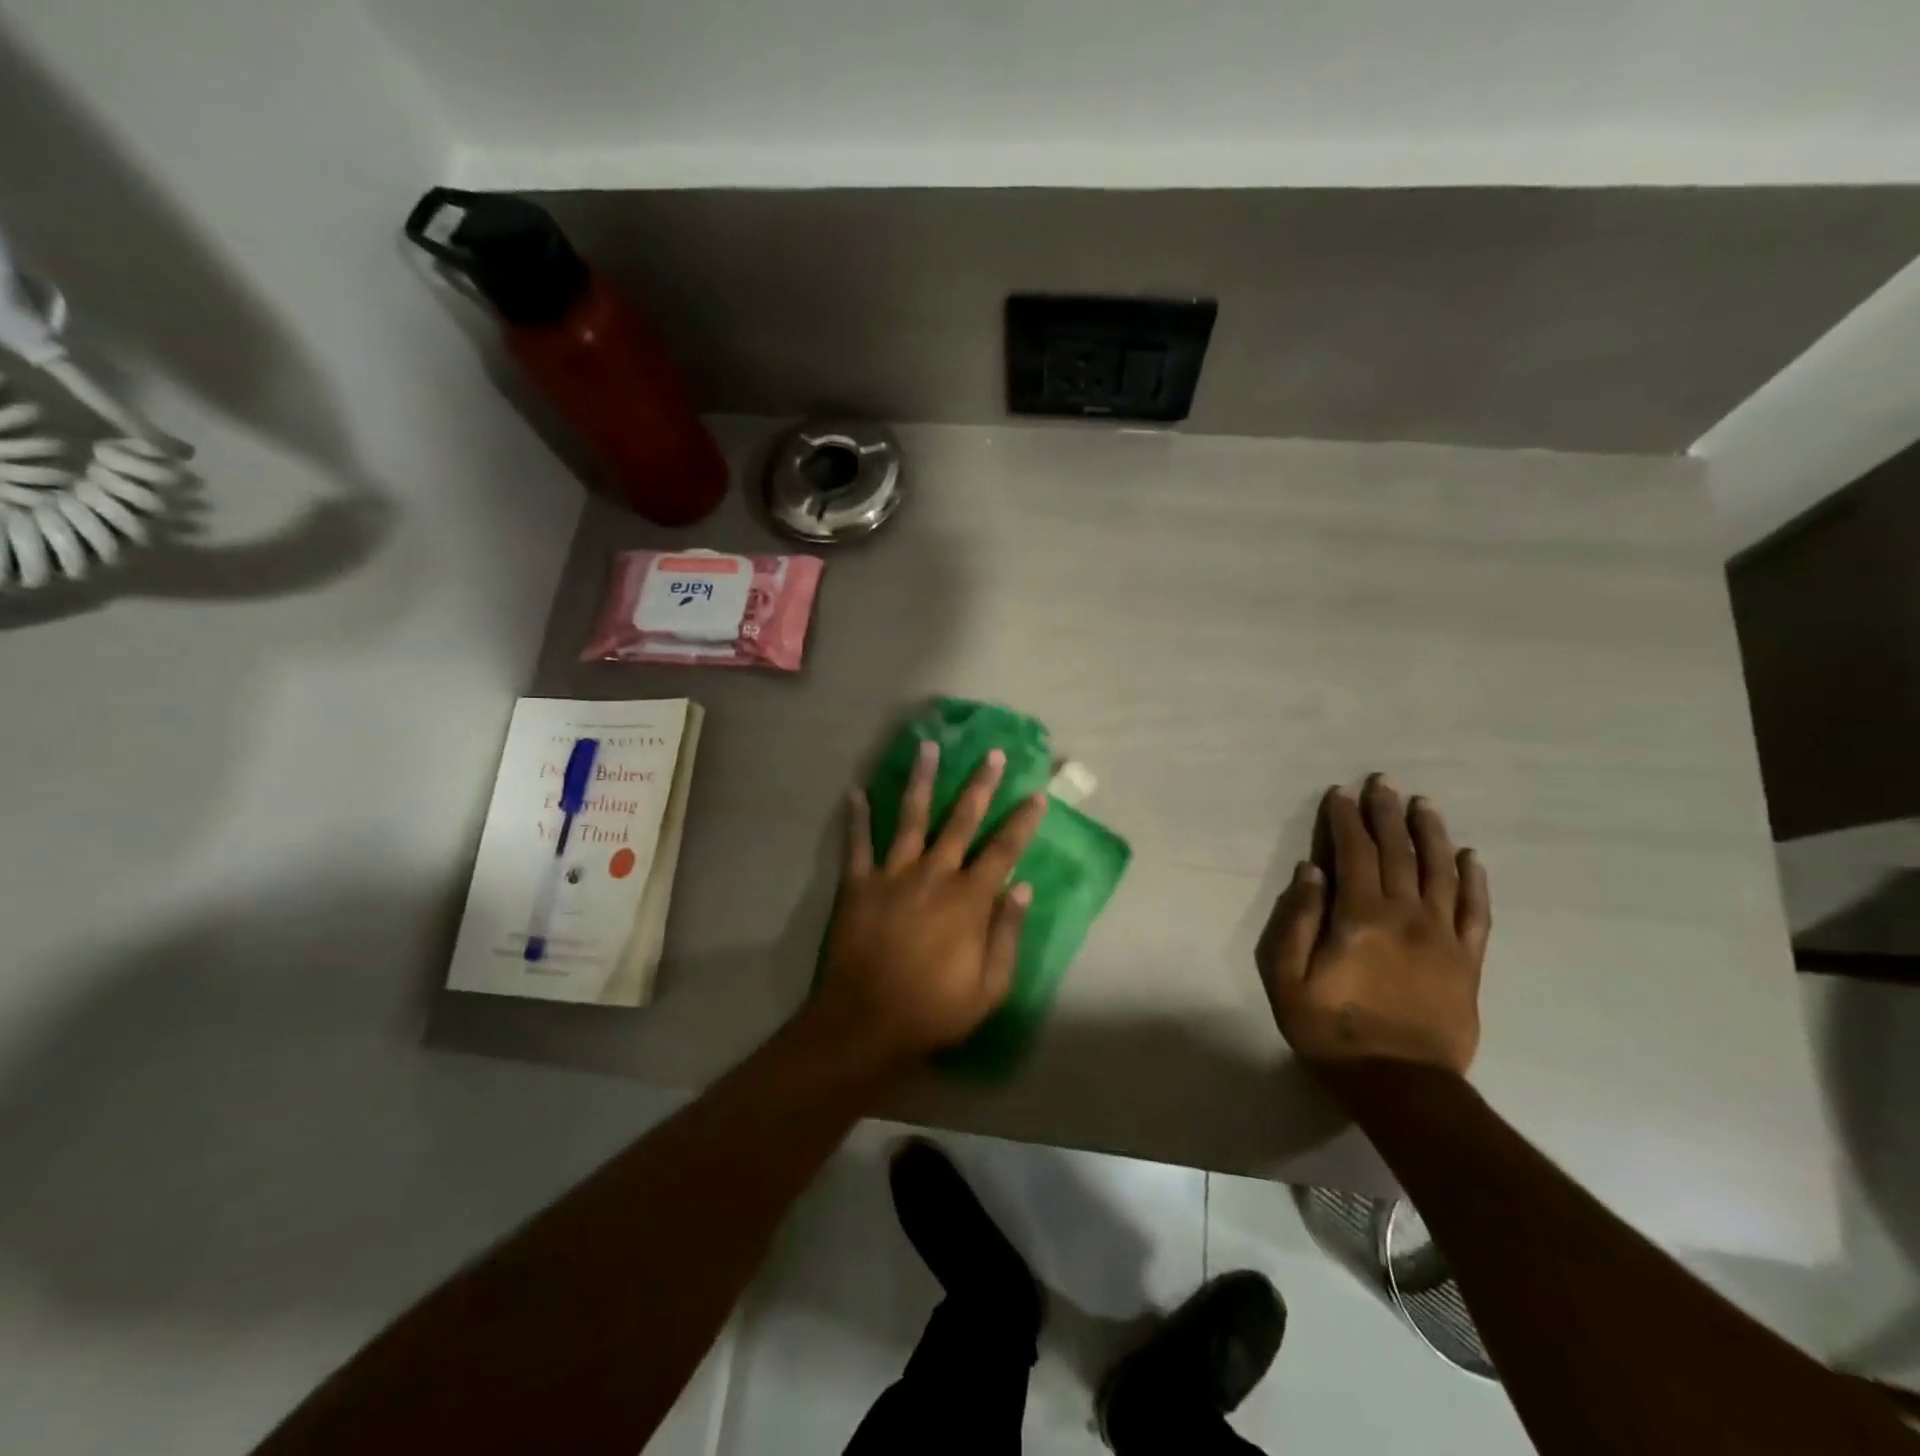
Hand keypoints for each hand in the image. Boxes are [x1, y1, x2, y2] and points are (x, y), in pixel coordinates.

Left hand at [813, 741, 1047, 1070]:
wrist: (865, 1024)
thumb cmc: (933, 1010)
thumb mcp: (989, 987)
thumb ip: (1007, 933)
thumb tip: (1024, 887)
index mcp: (968, 899)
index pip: (1003, 850)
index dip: (1022, 821)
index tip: (1036, 795)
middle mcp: (933, 875)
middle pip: (960, 821)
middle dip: (980, 785)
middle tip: (992, 754)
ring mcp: (892, 875)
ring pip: (910, 817)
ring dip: (921, 780)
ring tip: (927, 747)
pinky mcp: (858, 885)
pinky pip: (857, 844)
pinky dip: (856, 817)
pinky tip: (855, 791)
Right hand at [1257, 775, 1490, 1077]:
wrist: (1401, 1085)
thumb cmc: (1332, 1030)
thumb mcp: (1289, 978)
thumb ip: (1299, 920)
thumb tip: (1311, 871)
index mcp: (1362, 917)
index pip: (1355, 854)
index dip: (1346, 820)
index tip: (1341, 793)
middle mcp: (1407, 916)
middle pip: (1399, 853)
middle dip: (1387, 814)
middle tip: (1384, 782)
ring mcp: (1444, 938)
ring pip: (1441, 872)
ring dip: (1431, 834)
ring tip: (1424, 804)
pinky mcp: (1468, 962)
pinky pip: (1476, 912)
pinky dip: (1473, 881)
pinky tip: (1470, 857)